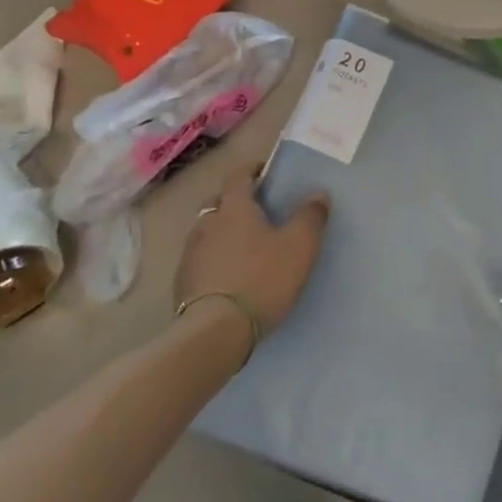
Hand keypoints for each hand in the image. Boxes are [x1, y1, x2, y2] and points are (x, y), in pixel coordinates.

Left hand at [173, 166, 329, 334]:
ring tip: (244, 245)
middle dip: (235, 201)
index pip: (238, 176)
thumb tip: (318, 193)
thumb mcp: (299, 246)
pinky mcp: (183, 283)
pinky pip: (201, 259)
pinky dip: (214, 259)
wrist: (215, 331)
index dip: (252, 170)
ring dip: (222, 232)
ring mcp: (191, 254)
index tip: (265, 172)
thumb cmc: (262, 278)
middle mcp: (207, 223)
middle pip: (218, 202)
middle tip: (256, 210)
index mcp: (234, 207)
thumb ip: (310, 217)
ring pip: (207, 231)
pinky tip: (228, 274)